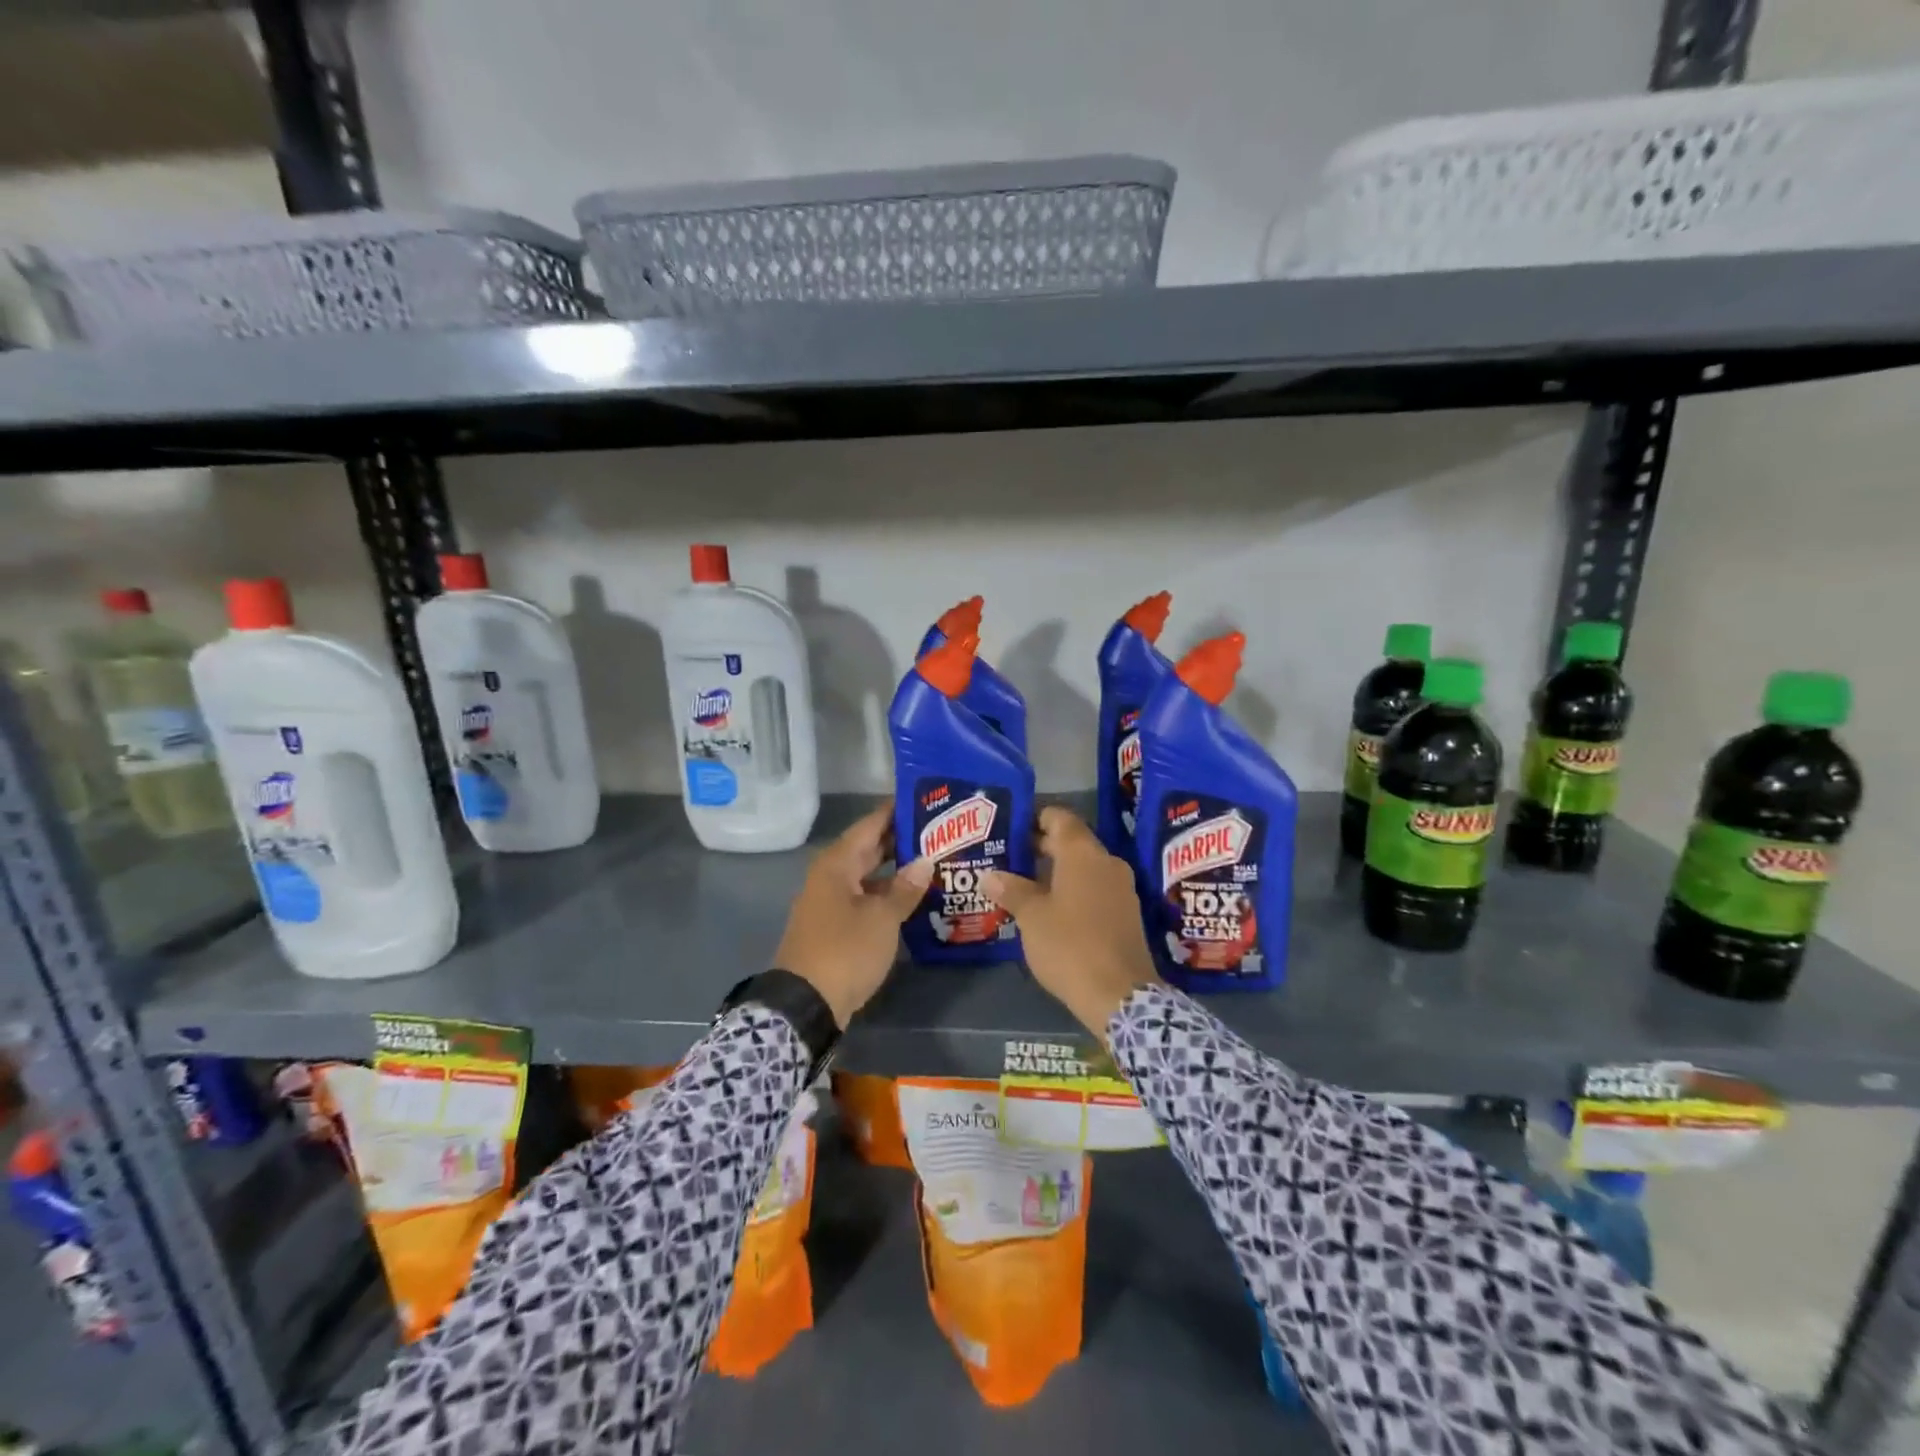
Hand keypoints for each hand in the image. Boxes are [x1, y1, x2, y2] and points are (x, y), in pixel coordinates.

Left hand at [773, 804, 932, 1028]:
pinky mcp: (835, 925)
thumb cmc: (845, 951)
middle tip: (939, 831)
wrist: (805, 1005)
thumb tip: (925, 861)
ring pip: (868, 875)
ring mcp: (831, 901)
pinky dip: (887, 894)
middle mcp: (831, 876)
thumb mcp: (882, 919)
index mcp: (838, 864)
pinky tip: (913, 897)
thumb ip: (905, 888)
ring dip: (896, 870)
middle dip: (901, 840)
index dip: (896, 811)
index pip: (870, 825)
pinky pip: (865, 897)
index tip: (926, 800)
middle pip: (869, 848)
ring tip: (934, 861)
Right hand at [984, 807, 1160, 1039]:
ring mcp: (1121, 888)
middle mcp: (1106, 862)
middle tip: (1007, 858)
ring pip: (1083, 867)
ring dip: (1055, 872)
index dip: (1034, 818)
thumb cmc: (1069, 945)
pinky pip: (1095, 889)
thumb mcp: (1031, 917)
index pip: (1059, 817)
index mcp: (1083, 853)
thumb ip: (1011, 890)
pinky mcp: (1127, 913)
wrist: (1120, 995)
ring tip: (1023, 885)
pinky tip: (1050, 909)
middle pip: (1071, 842)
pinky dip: (1073, 891)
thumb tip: (989, 876)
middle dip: (1040, 848)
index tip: (1010, 828)